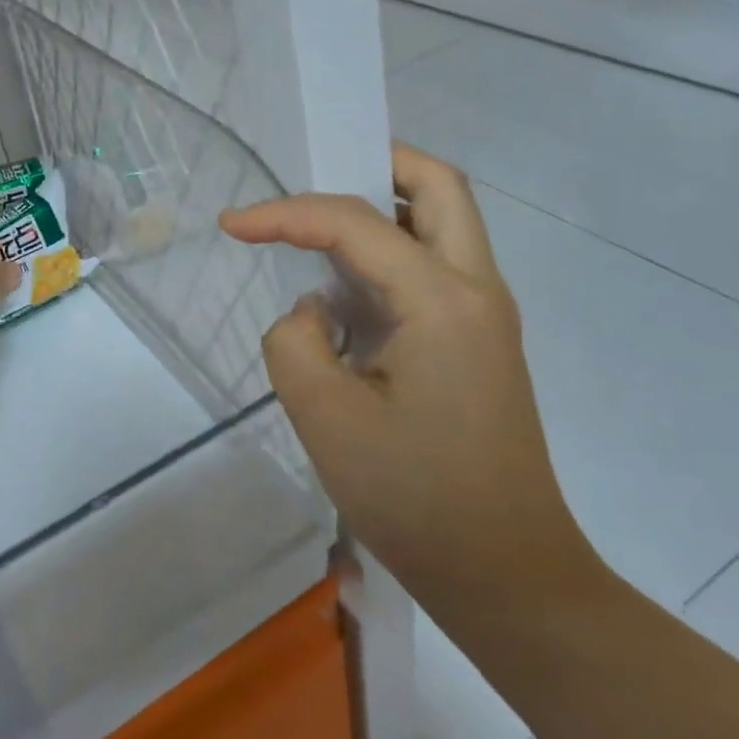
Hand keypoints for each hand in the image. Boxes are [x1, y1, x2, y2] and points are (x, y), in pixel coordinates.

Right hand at [220, 143, 600, 623]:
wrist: (506, 575)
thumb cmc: (415, 498)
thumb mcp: (325, 416)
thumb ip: (295, 341)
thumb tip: (314, 311)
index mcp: (443, 300)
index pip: (356, 224)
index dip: (287, 213)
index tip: (231, 224)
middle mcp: (476, 290)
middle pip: (438, 187)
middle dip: (374, 163)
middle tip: (314, 175)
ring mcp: (485, 316)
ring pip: (443, 223)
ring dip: (384, 208)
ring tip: (320, 228)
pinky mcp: (479, 343)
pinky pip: (434, 268)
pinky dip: (390, 252)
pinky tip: (348, 287)